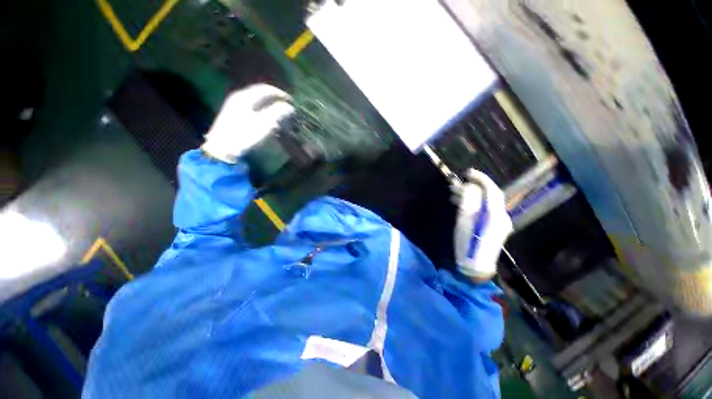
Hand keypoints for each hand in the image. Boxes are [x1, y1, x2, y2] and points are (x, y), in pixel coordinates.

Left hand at [202, 84, 294, 163]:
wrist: (223, 149)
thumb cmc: (245, 135)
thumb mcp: (265, 124)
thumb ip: (278, 113)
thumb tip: (289, 107)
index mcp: (246, 97)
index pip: (266, 90)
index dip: (281, 95)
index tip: (291, 102)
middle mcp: (239, 98)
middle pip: (260, 94)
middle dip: (275, 100)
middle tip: (285, 107)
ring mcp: (234, 107)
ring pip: (256, 102)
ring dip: (269, 106)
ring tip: (278, 114)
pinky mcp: (232, 116)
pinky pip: (251, 109)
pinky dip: (262, 112)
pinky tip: (266, 120)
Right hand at [453, 170, 512, 280]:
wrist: (476, 265)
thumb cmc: (468, 243)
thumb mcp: (464, 220)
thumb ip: (468, 202)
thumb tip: (469, 188)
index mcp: (495, 214)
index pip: (492, 190)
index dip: (481, 179)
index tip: (468, 173)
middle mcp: (502, 216)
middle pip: (490, 195)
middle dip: (474, 187)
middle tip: (457, 184)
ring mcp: (501, 222)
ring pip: (487, 203)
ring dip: (473, 196)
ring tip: (455, 193)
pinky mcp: (496, 227)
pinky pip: (486, 210)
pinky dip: (475, 204)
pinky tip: (462, 203)